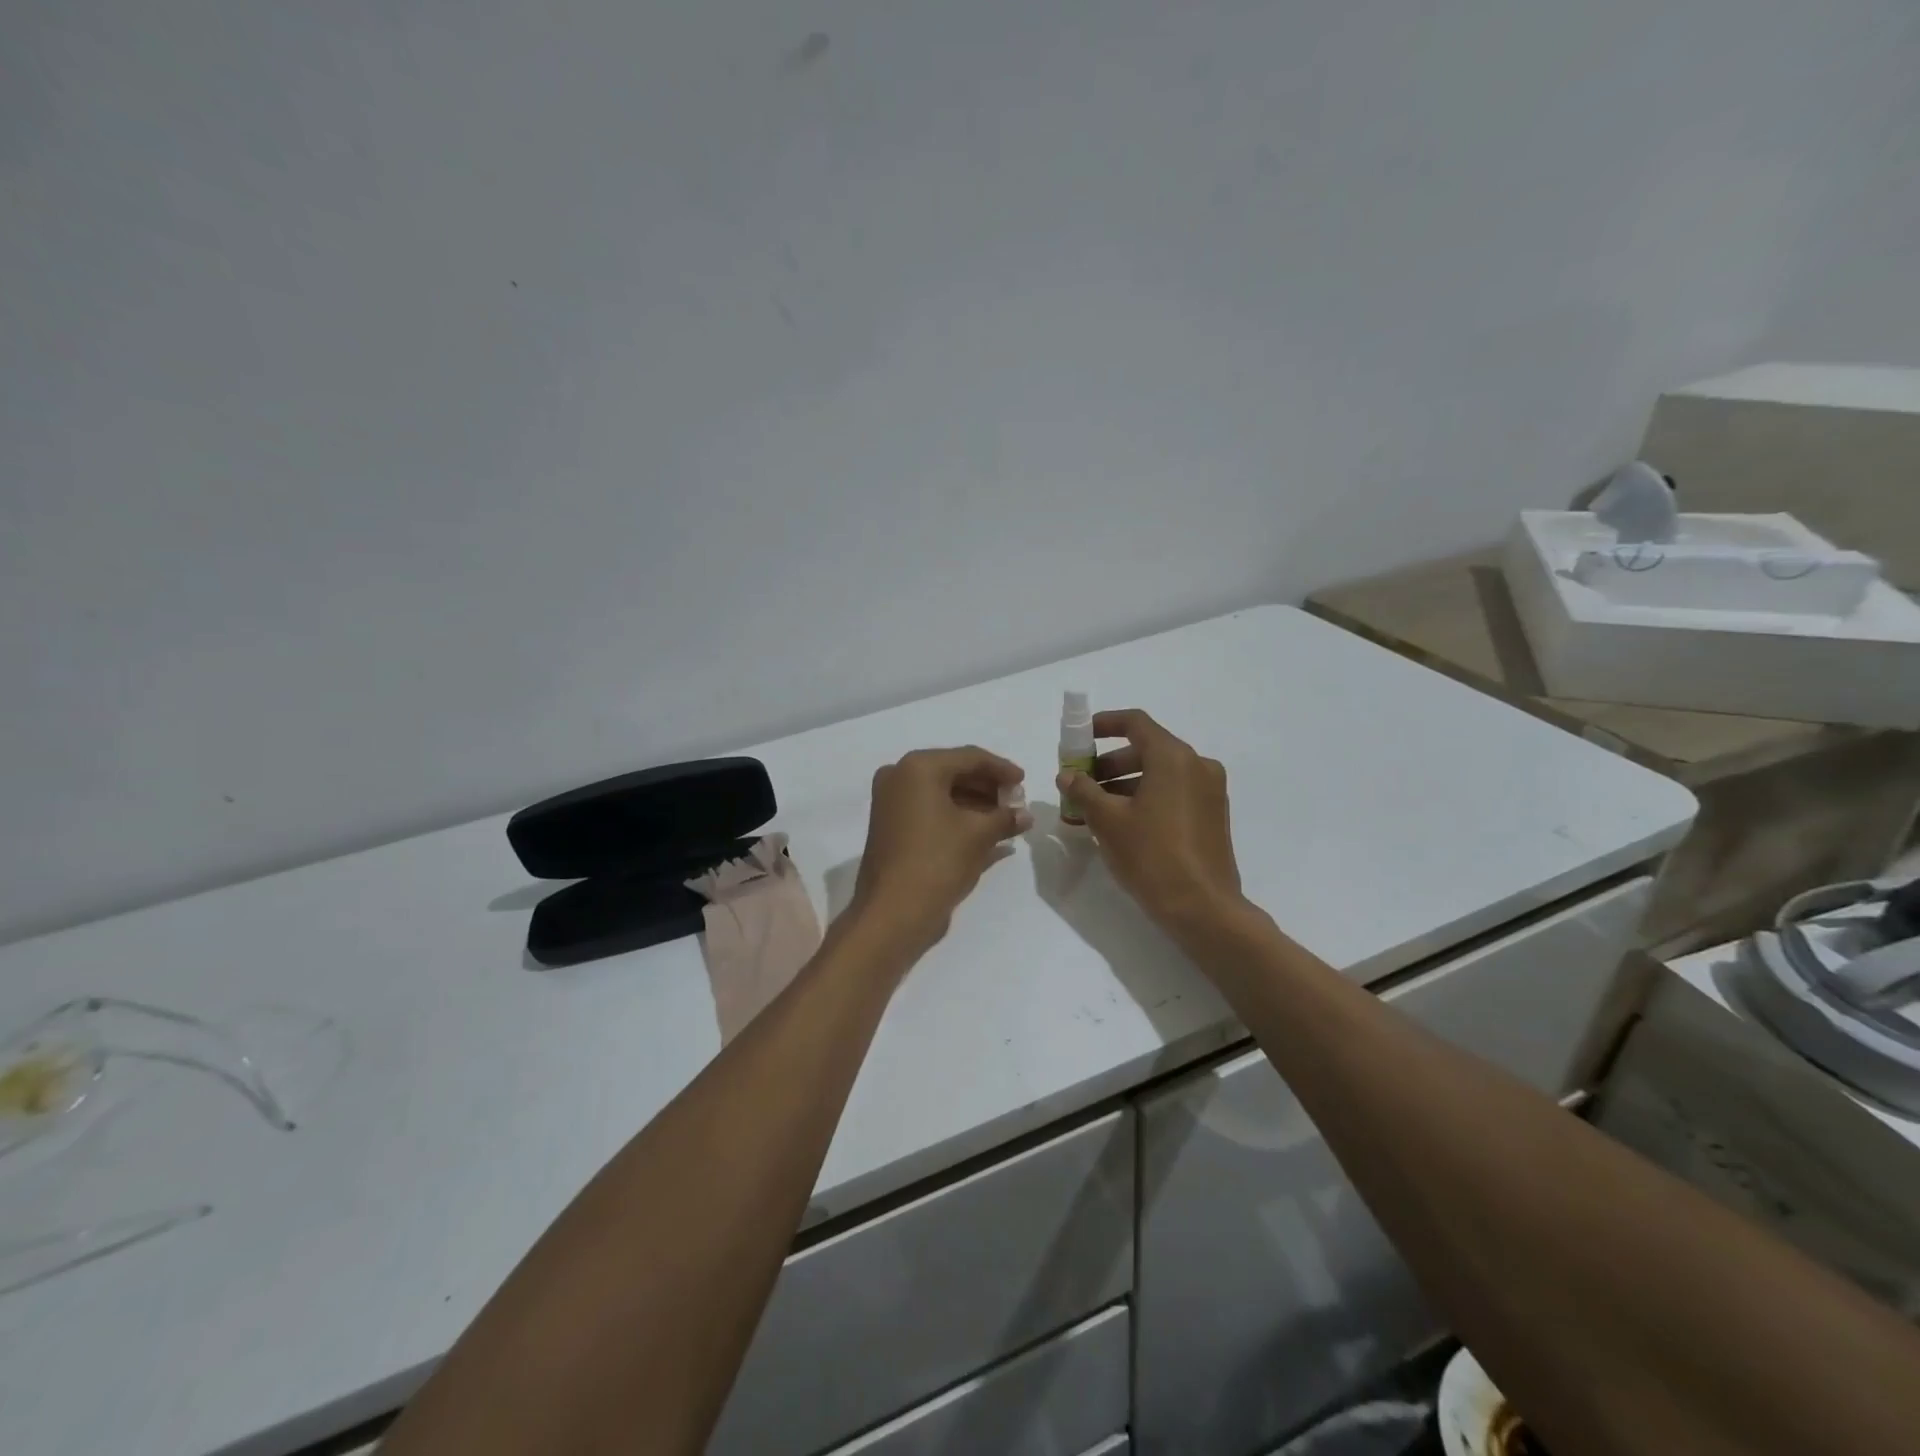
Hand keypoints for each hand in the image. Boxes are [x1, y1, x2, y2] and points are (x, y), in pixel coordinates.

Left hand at [852, 746, 1030, 948]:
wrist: (893, 911)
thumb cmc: (937, 861)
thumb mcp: (978, 835)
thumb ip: (1005, 818)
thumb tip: (1025, 815)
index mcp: (918, 767)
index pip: (970, 757)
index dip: (1001, 769)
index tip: (1024, 781)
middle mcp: (899, 776)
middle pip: (953, 772)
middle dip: (987, 787)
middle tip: (1016, 801)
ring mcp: (890, 801)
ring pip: (941, 792)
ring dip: (974, 802)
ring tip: (1004, 818)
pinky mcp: (890, 824)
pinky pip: (929, 809)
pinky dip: (955, 815)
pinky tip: (982, 829)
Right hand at [1057, 709, 1243, 931]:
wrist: (1202, 907)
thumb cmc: (1152, 855)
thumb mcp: (1108, 821)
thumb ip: (1083, 791)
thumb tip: (1067, 775)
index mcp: (1173, 757)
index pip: (1135, 723)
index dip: (1104, 724)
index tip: (1081, 737)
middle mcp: (1197, 765)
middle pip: (1147, 748)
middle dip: (1110, 762)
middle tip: (1082, 782)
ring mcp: (1210, 791)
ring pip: (1161, 773)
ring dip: (1126, 782)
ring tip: (1096, 808)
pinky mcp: (1213, 815)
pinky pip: (1174, 792)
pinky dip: (1148, 796)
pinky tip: (1124, 823)